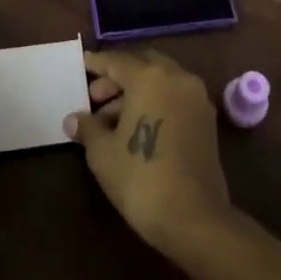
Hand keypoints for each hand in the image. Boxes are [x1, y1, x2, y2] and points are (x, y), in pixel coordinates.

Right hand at [64, 47, 233, 254]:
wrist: (193, 218)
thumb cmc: (141, 178)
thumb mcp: (103, 153)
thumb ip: (88, 128)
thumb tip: (73, 119)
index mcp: (149, 77)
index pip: (117, 61)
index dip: (97, 63)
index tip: (83, 64)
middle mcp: (177, 77)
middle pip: (142, 66)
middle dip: (118, 77)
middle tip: (95, 97)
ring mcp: (196, 97)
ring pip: (161, 81)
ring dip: (136, 91)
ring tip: (110, 119)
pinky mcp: (207, 120)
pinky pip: (175, 97)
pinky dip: (155, 102)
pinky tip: (136, 127)